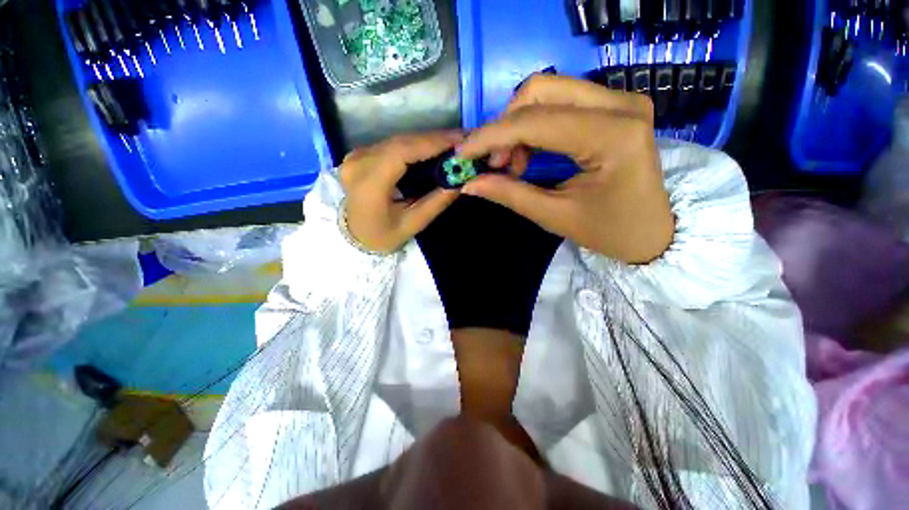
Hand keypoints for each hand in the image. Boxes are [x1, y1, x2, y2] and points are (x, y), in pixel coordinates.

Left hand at [340, 131, 463, 253]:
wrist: (355, 236)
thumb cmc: (383, 236)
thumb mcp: (413, 224)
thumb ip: (437, 201)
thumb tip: (461, 180)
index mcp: (368, 184)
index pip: (401, 152)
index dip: (431, 143)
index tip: (460, 140)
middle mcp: (358, 163)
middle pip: (400, 142)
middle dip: (434, 139)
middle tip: (462, 140)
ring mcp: (356, 156)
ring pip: (397, 141)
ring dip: (426, 141)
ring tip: (452, 143)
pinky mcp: (360, 155)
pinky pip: (392, 145)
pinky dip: (414, 145)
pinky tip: (432, 148)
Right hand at [459, 75, 673, 263]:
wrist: (652, 232)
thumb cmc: (609, 231)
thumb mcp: (555, 216)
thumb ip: (510, 194)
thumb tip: (469, 183)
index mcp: (613, 135)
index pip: (535, 122)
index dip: (491, 136)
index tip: (463, 153)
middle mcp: (620, 104)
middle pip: (540, 91)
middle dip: (505, 127)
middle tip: (496, 164)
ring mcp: (620, 100)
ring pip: (548, 92)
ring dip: (518, 125)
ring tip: (513, 163)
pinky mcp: (614, 106)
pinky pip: (560, 102)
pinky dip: (534, 125)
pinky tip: (528, 153)